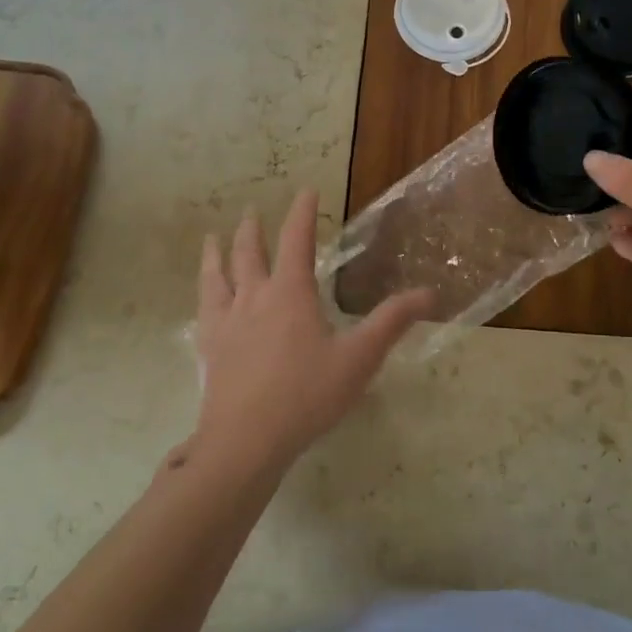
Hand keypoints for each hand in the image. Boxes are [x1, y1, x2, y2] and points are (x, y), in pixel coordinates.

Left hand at [193, 191, 432, 473]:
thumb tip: (428, 293)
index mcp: (290, 293)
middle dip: (253, 229)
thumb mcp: (359, 359)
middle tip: (251, 211)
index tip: (307, 191)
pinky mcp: (209, 349)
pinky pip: (203, 311)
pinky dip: (204, 295)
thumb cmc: (307, 395)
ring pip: (217, 276)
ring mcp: (226, 323)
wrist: (245, 441)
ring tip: (212, 238)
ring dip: (217, 253)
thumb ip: (392, 322)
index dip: (303, 213)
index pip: (297, 240)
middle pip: (249, 253)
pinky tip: (203, 301)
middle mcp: (254, 297)